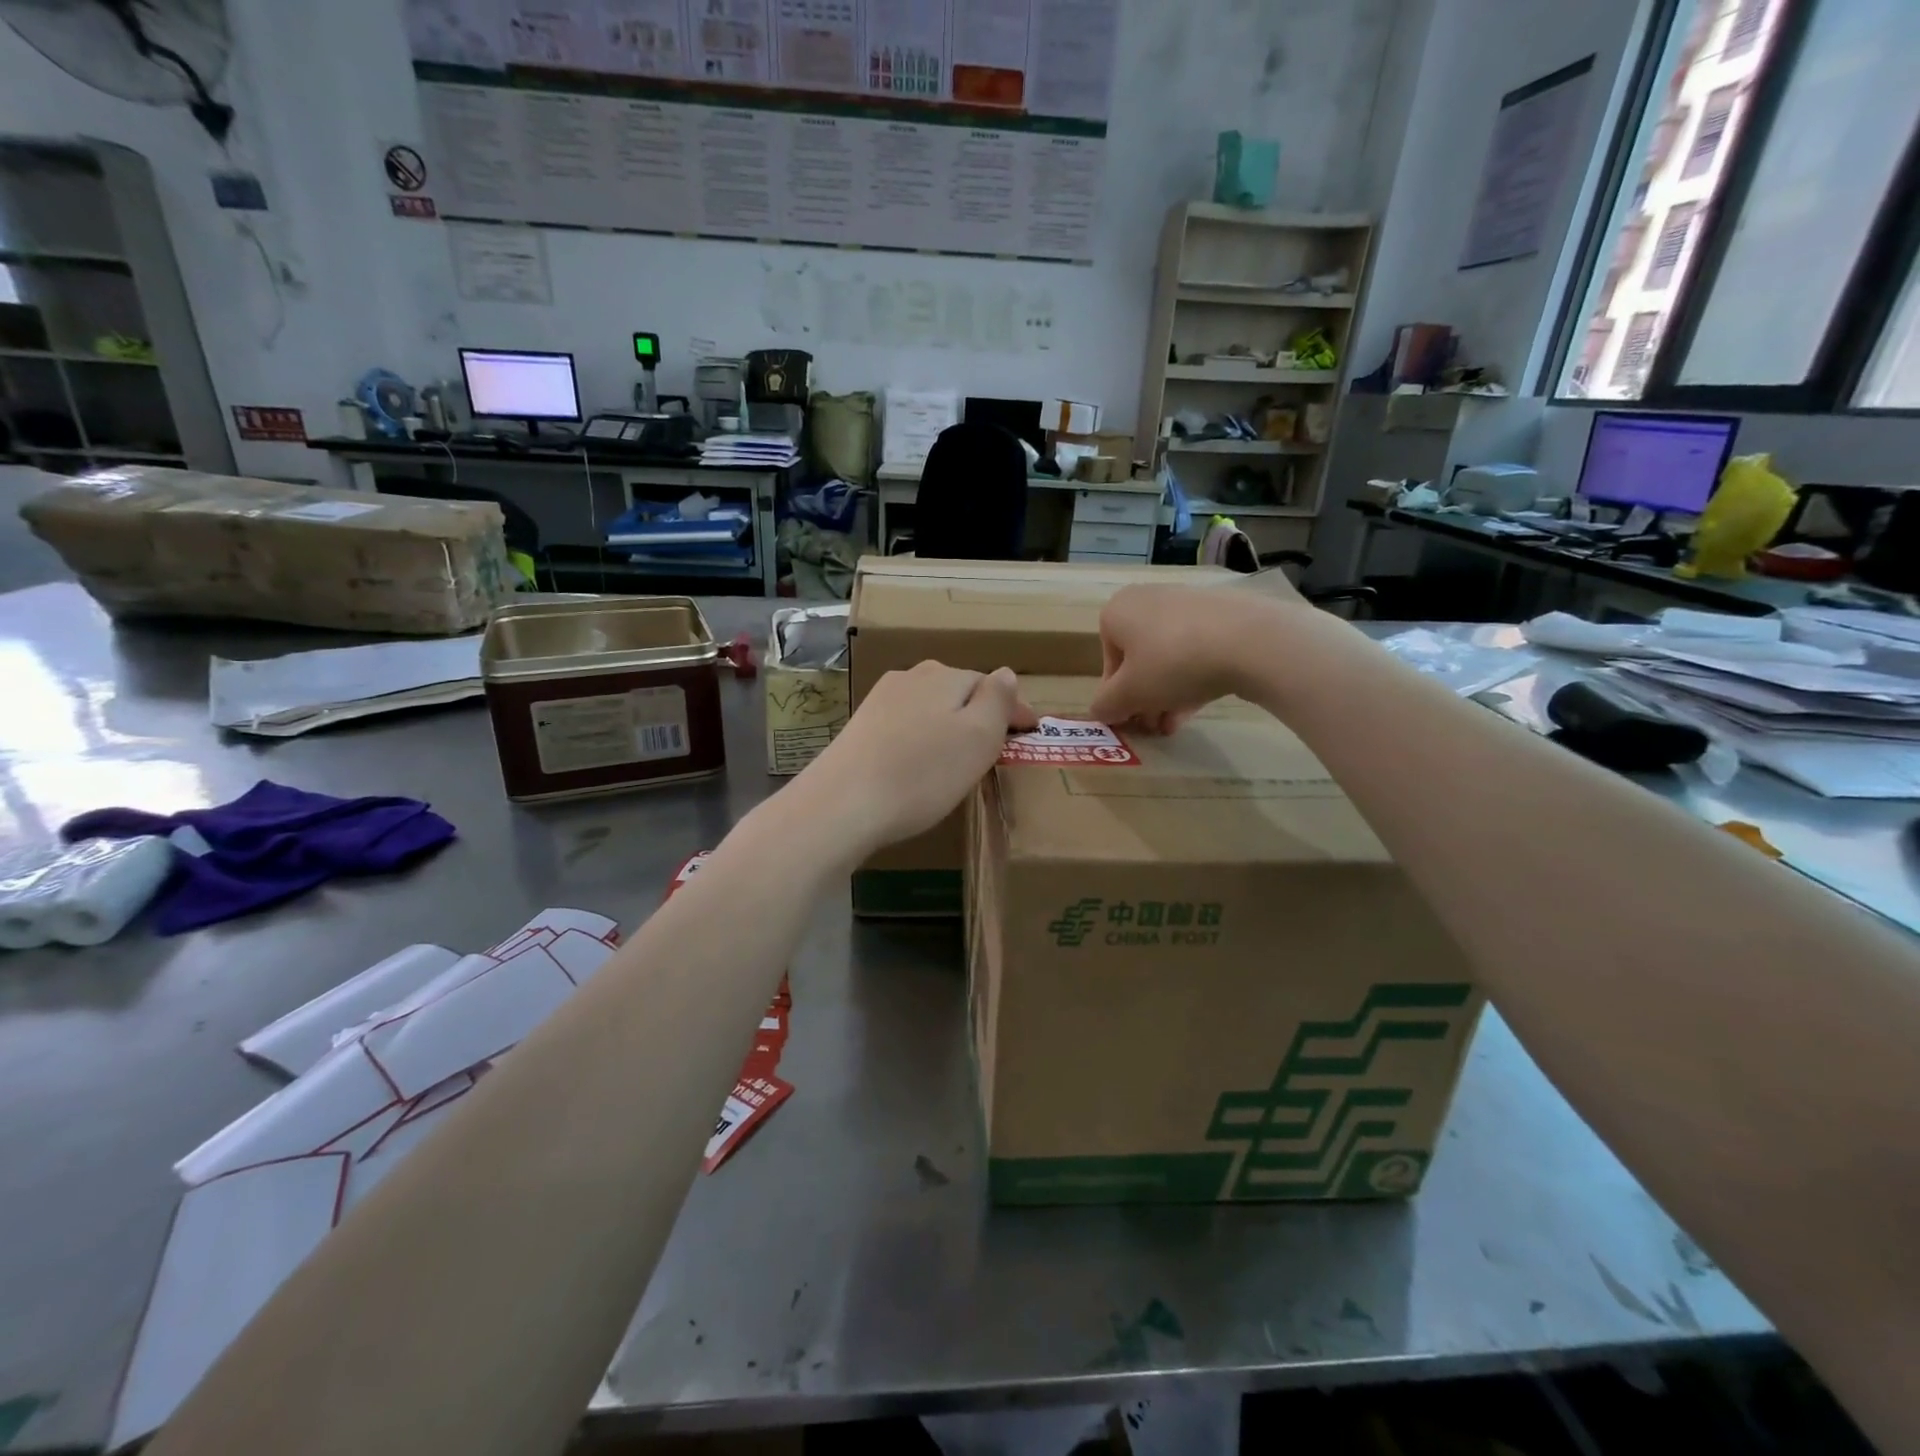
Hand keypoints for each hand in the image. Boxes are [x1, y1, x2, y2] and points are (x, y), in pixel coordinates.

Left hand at [799, 661, 1036, 854]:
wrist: (843, 804)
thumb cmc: (923, 773)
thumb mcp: (978, 737)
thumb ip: (997, 701)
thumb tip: (1005, 673)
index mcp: (945, 676)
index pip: (992, 684)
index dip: (1015, 709)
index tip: (1030, 733)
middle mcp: (911, 677)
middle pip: (958, 691)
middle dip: (980, 714)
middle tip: (996, 748)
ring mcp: (880, 700)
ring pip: (929, 706)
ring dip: (949, 725)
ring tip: (959, 757)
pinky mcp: (860, 727)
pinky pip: (905, 725)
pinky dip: (922, 738)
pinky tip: (918, 762)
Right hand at [1088, 583, 1311, 728]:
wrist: (1249, 640)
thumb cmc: (1171, 664)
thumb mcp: (1128, 695)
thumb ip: (1106, 706)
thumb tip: (1099, 712)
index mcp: (1117, 611)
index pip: (1108, 662)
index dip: (1117, 697)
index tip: (1132, 719)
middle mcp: (1148, 599)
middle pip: (1139, 659)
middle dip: (1145, 697)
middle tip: (1154, 726)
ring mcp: (1188, 603)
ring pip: (1169, 657)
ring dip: (1167, 693)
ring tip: (1176, 723)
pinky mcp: (1223, 613)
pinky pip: (1197, 650)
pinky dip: (1194, 677)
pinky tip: (1200, 703)